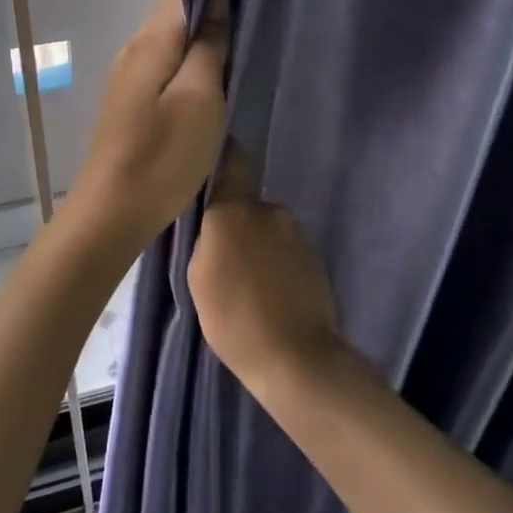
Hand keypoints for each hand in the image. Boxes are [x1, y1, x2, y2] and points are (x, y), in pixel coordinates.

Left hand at [68, 0, 230, 249]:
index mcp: (152, 40)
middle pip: (176, 11)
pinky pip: (167, 64)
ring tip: (245, 36)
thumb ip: (209, 46)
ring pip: (173, 39)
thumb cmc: (162, 155)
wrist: (113, 212)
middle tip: (260, 6)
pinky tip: (216, 73)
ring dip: (204, 35)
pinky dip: (192, 60)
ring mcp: (131, 75)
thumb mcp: (199, 98)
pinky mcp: (134, 101)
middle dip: (213, 4)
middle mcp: (136, 48)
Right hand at [189, 144, 343, 390]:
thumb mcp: (198, 277)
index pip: (230, 161)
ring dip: (256, 244)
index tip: (207, 157)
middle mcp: (270, 210)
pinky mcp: (315, 256)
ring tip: (246, 281)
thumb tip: (217, 227)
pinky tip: (269, 291)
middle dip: (235, 221)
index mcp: (236, 210)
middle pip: (246, 204)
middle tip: (221, 255)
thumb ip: (206, 239)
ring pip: (267, 228)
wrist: (296, 357)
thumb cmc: (234, 317)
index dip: (220, 156)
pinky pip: (285, 249)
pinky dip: (276, 262)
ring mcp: (297, 233)